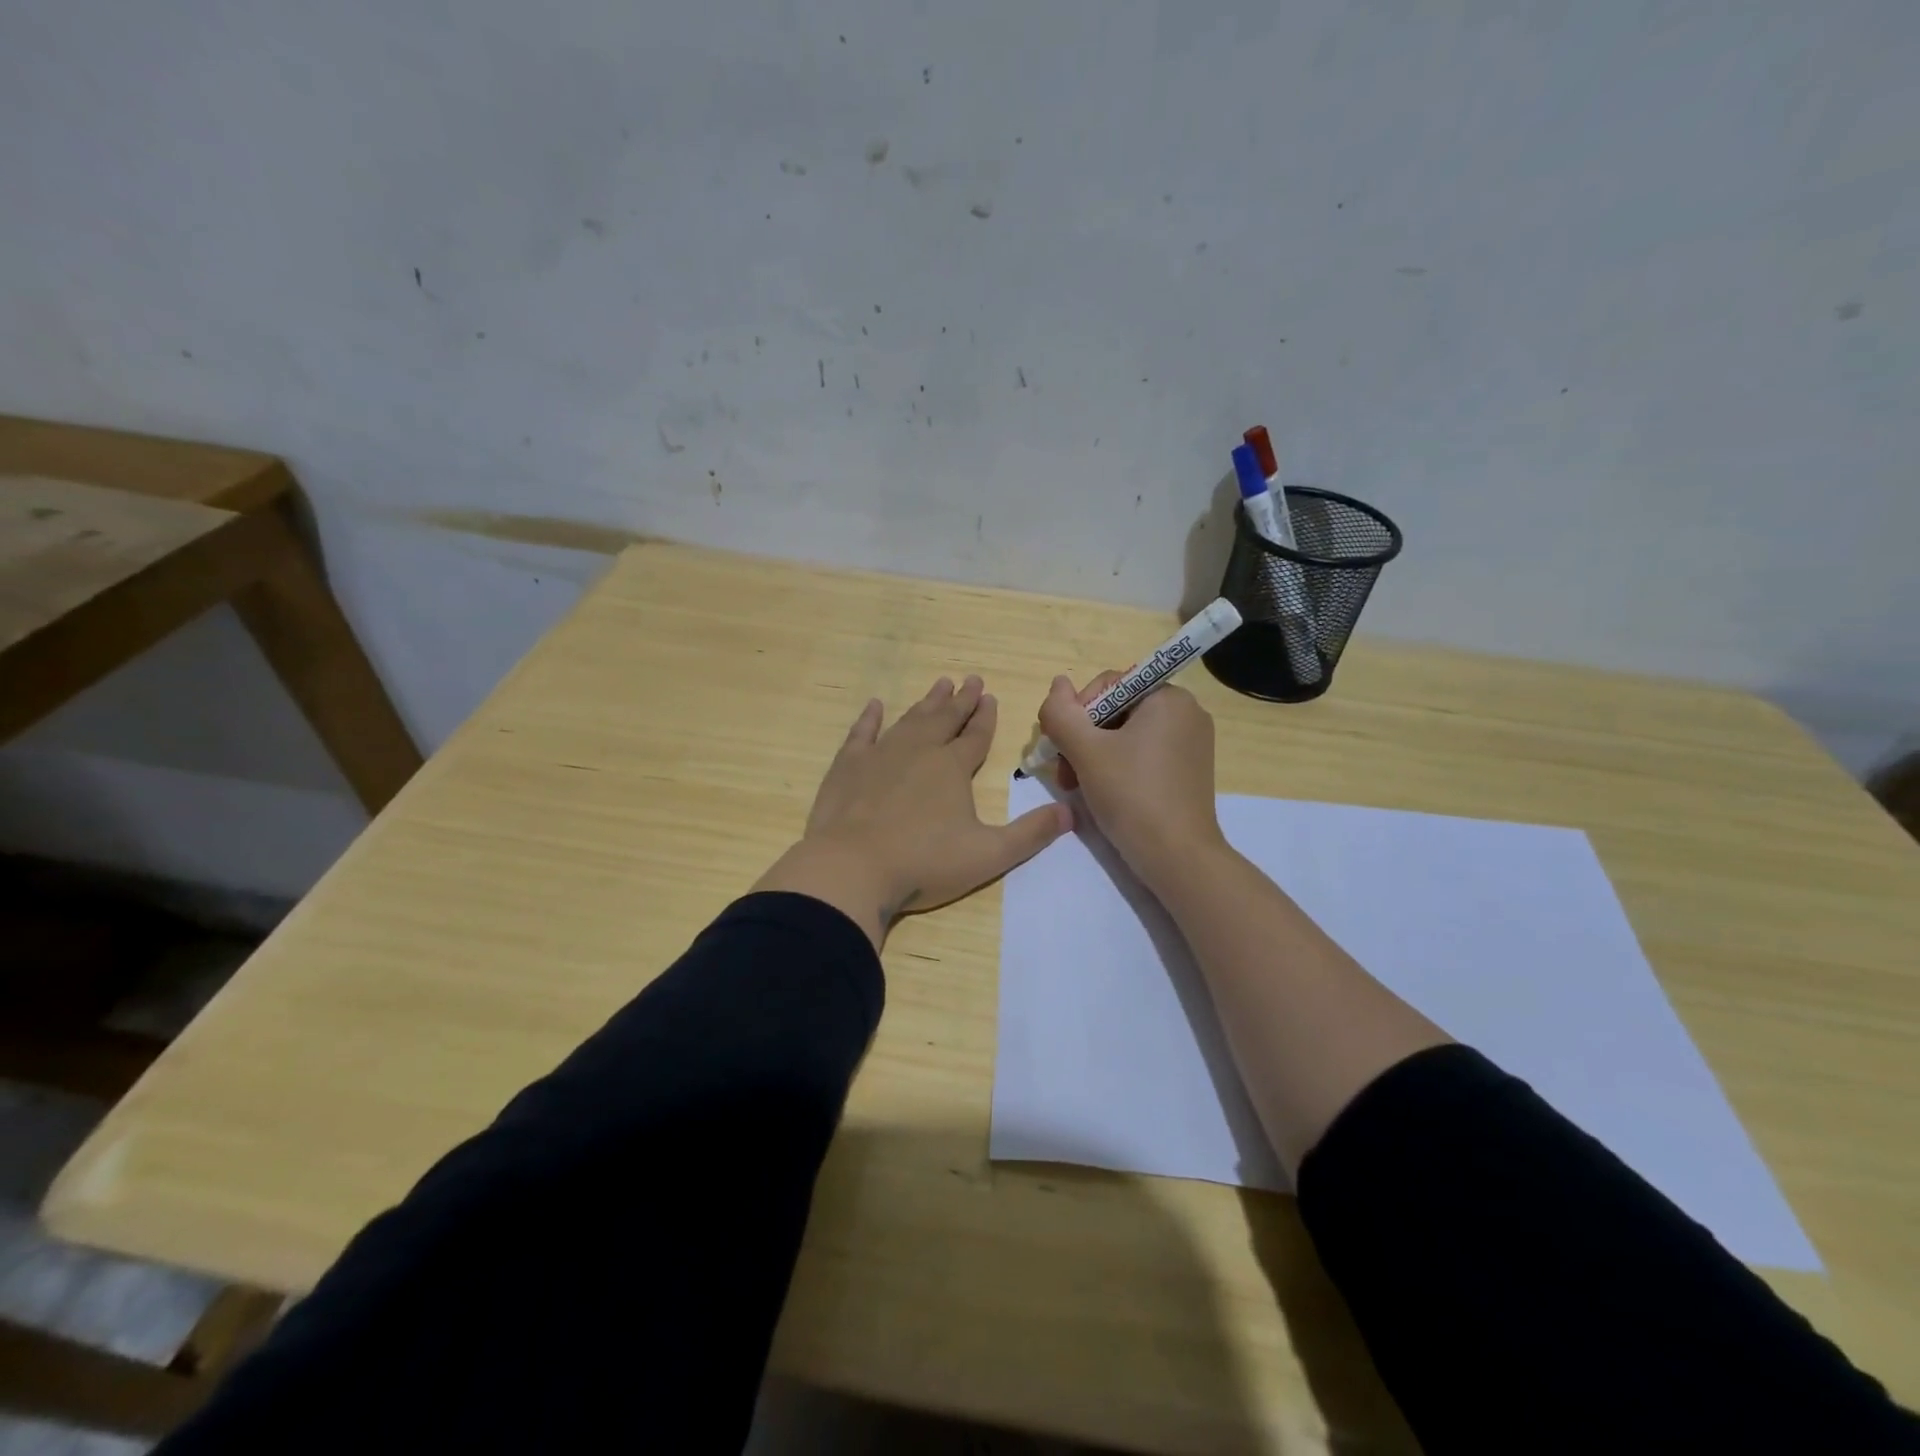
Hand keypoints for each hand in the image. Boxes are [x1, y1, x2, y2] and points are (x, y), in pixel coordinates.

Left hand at [755, 676, 1072, 946]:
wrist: (852, 868)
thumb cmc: (924, 863)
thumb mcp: (989, 855)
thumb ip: (1031, 834)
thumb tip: (1071, 813)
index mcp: (953, 768)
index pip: (976, 736)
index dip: (986, 717)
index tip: (991, 696)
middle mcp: (919, 751)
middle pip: (945, 719)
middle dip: (961, 700)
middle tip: (971, 679)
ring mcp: (881, 755)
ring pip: (910, 720)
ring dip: (927, 703)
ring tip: (939, 685)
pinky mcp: (848, 766)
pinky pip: (862, 732)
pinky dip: (870, 718)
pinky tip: (875, 705)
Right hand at [1037, 671, 1225, 888]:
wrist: (1177, 857)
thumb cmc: (1131, 794)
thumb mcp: (1086, 751)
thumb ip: (1062, 713)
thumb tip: (1057, 684)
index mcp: (1168, 697)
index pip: (1109, 685)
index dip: (1077, 711)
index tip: (1062, 745)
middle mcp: (1186, 713)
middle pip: (1116, 711)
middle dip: (1083, 738)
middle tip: (1064, 772)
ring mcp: (1191, 744)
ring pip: (1126, 736)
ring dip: (1094, 756)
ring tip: (1075, 786)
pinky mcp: (1188, 771)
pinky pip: (1143, 755)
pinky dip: (1117, 767)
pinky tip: (1100, 792)